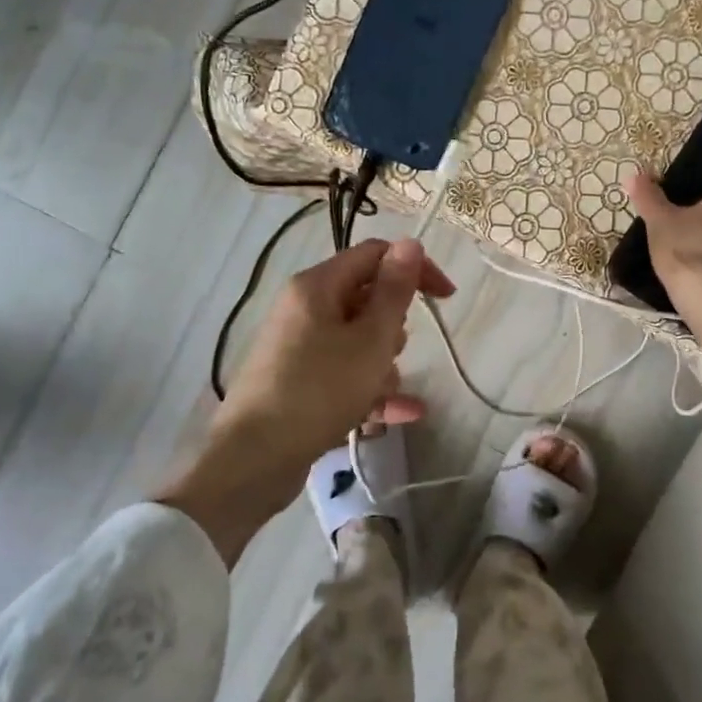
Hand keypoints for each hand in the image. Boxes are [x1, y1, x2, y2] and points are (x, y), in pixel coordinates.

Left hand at [219, 238, 452, 468]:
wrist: (254, 459)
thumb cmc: (319, 390)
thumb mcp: (370, 340)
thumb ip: (394, 291)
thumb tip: (409, 243)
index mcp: (317, 286)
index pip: (374, 255)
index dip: (414, 269)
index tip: (446, 298)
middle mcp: (304, 308)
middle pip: (366, 300)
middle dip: (393, 328)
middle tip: (391, 355)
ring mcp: (299, 346)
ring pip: (359, 341)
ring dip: (382, 365)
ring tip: (382, 394)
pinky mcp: (299, 381)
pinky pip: (345, 373)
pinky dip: (370, 388)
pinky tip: (403, 413)